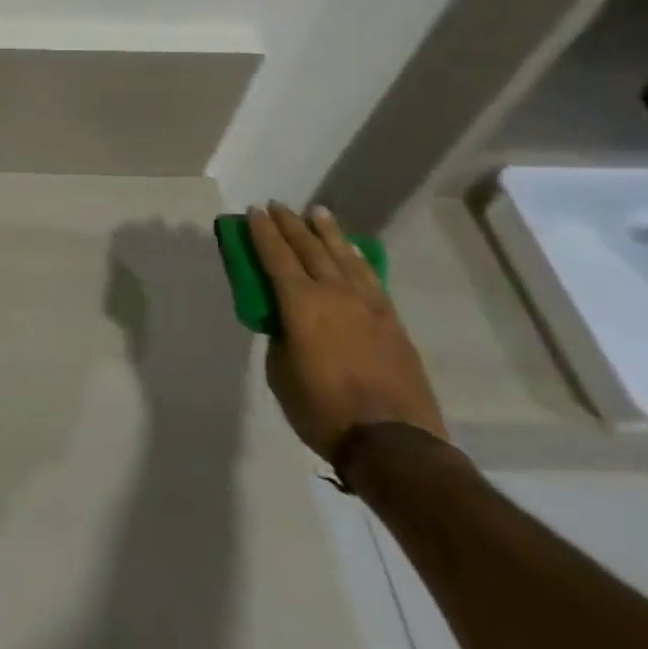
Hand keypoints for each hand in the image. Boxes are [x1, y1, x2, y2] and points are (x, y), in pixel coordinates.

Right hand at [251, 203, 446, 461]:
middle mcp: (333, 293)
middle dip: (290, 224)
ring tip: (317, 212)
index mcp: (300, 303)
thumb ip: (281, 337)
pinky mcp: (391, 320)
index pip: (276, 255)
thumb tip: (287, 323)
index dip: (262, 232)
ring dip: (327, 231)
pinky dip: (356, 257)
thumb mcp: (281, 373)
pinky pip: (369, 276)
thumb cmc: (323, 409)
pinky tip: (351, 250)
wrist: (393, 442)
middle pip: (309, 247)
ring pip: (343, 255)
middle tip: (278, 206)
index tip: (253, 211)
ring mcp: (367, 304)